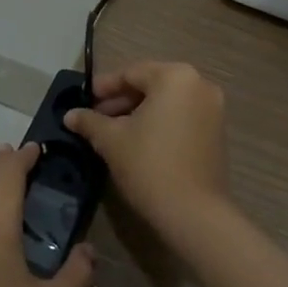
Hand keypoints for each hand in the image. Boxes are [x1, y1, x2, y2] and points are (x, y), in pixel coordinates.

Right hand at [64, 62, 230, 236]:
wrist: (194, 213)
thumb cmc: (149, 165)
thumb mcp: (111, 140)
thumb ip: (89, 121)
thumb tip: (70, 115)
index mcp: (175, 77)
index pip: (131, 73)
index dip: (104, 87)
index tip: (84, 100)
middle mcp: (199, 85)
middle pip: (151, 85)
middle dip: (121, 101)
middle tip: (95, 118)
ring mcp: (213, 109)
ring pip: (167, 102)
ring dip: (139, 113)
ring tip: (112, 132)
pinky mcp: (217, 132)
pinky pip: (181, 117)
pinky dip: (160, 123)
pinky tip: (138, 142)